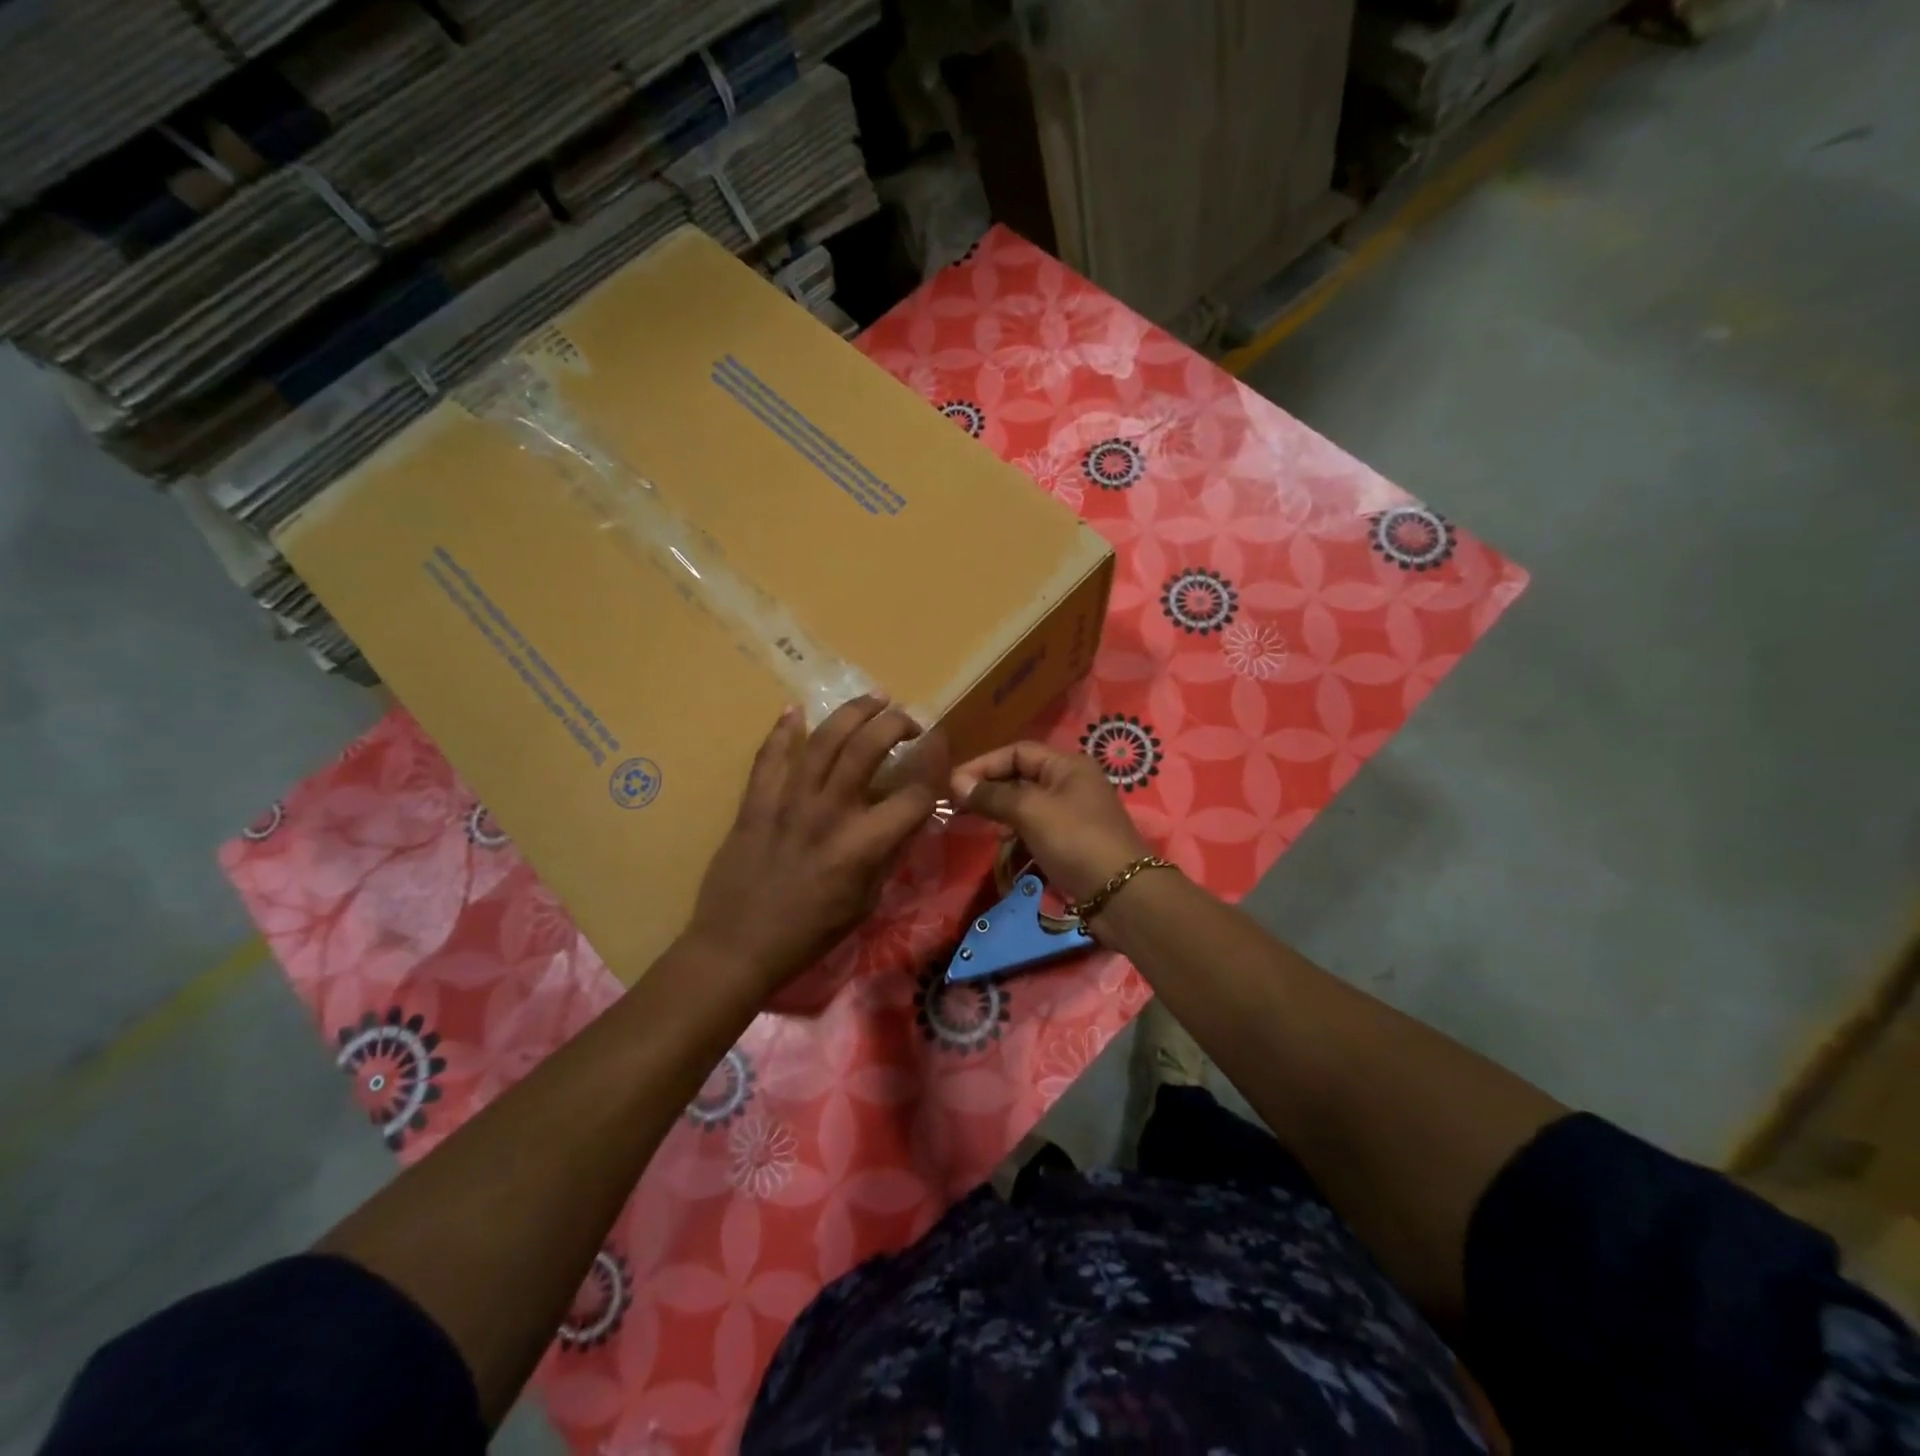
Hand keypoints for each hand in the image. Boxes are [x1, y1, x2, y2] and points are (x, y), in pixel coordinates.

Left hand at [687, 698, 937, 1000]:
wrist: (737, 947)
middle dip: (896, 724)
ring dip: (852, 712)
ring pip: (823, 739)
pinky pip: (769, 755)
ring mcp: (787, 802)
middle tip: (909, 720)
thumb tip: (911, 817)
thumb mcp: (865, 902)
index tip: (941, 751)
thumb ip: (889, 854)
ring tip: (874, 698)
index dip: (935, 769)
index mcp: (861, 845)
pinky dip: (783, 730)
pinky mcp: (755, 802)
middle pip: (868, 748)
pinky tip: (795, 711)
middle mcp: (828, 813)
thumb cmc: (809, 934)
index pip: (914, 795)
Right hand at [951, 741, 1151, 903]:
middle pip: (1022, 777)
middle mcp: (1072, 784)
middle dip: (990, 789)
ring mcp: (1073, 814)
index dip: (984, 764)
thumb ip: (993, 795)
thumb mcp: (1031, 811)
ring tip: (977, 824)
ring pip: (1027, 805)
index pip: (1017, 752)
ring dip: (1001, 813)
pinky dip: (1017, 834)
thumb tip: (956, 782)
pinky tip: (1004, 845)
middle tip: (957, 806)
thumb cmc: (1075, 840)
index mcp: (1068, 765)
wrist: (1121, 895)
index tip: (953, 784)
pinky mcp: (1072, 842)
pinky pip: (1036, 829)